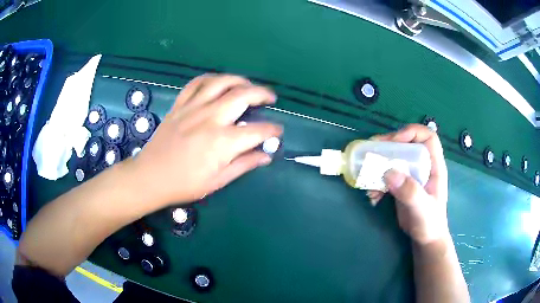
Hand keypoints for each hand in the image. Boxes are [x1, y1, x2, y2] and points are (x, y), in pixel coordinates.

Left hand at [127, 74, 282, 205]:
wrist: (150, 177)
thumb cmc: (184, 184)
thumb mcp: (218, 181)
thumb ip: (244, 164)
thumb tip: (266, 156)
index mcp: (223, 142)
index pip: (258, 130)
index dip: (273, 130)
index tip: (278, 132)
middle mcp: (211, 118)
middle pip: (243, 95)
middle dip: (262, 93)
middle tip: (270, 98)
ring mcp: (193, 108)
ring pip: (221, 82)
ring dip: (239, 80)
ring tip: (248, 85)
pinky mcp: (180, 105)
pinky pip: (196, 83)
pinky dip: (211, 79)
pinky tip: (218, 83)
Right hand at [367, 124, 448, 244]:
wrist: (424, 239)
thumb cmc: (430, 223)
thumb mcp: (422, 209)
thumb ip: (410, 192)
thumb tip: (389, 172)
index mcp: (434, 166)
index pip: (427, 137)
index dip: (411, 133)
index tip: (394, 142)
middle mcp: (423, 166)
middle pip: (406, 144)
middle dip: (388, 145)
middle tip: (371, 151)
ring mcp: (411, 175)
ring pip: (394, 158)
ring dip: (379, 165)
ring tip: (367, 176)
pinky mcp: (401, 185)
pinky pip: (387, 175)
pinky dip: (377, 182)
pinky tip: (373, 196)